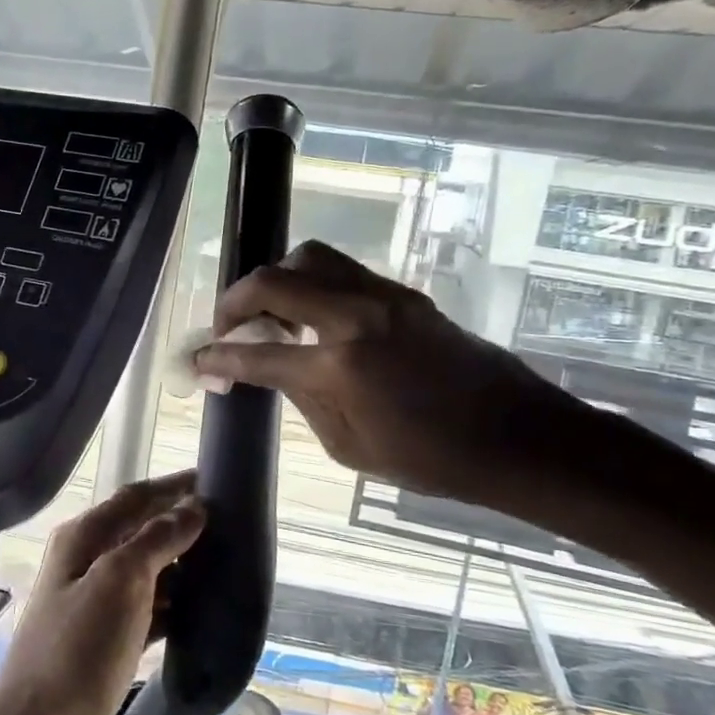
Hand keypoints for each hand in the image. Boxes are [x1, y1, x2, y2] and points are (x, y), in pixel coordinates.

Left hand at [0, 473, 203, 714]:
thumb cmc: (78, 651)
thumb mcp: (120, 582)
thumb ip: (156, 540)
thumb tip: (193, 508)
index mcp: (82, 539)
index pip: (135, 498)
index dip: (173, 487)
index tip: (216, 481)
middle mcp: (84, 565)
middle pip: (140, 533)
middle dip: (181, 526)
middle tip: (232, 528)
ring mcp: (93, 608)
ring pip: (146, 574)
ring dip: (181, 568)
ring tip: (227, 567)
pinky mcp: (104, 647)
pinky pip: (146, 614)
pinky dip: (173, 608)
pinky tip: (201, 615)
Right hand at [193, 241, 590, 513]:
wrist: (516, 434)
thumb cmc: (430, 458)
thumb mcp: (349, 445)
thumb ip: (302, 397)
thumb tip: (270, 368)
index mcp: (339, 367)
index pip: (257, 354)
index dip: (218, 358)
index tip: (199, 361)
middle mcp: (354, 316)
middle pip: (272, 281)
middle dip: (235, 302)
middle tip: (228, 328)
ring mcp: (381, 296)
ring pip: (308, 257)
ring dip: (275, 279)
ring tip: (270, 311)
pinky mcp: (402, 293)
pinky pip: (340, 269)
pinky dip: (311, 282)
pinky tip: (311, 314)